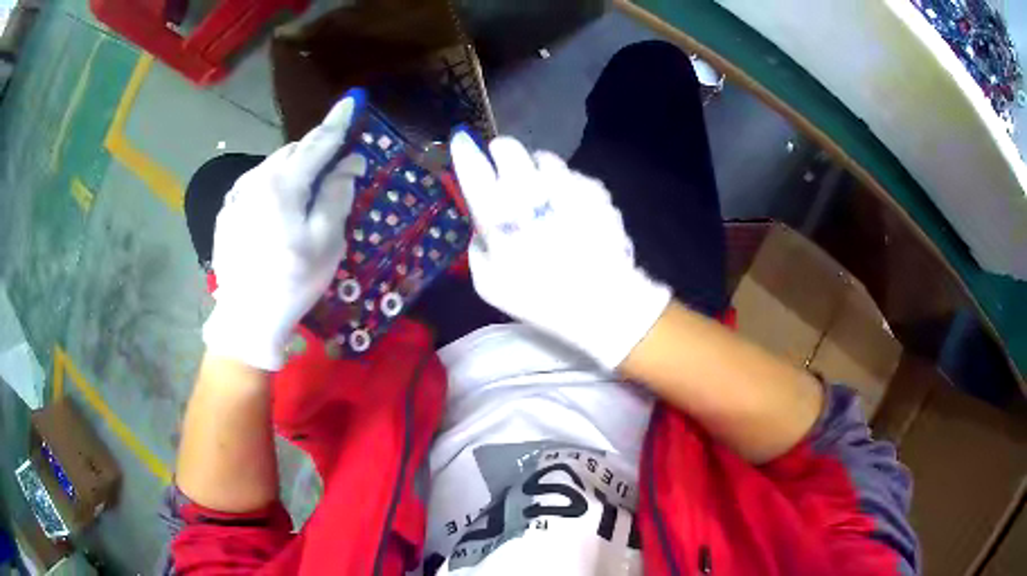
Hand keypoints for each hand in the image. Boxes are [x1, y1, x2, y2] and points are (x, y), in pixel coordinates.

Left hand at [203, 91, 367, 370]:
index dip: (338, 121)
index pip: (317, 142)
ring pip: (272, 166)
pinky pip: (255, 185)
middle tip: (332, 168)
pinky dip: (273, 185)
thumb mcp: (326, 241)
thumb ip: (338, 195)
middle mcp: (255, 179)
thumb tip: (349, 162)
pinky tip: (277, 211)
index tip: (353, 100)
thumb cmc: (292, 280)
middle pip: (292, 151)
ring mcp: (237, 196)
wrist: (246, 317)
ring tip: (304, 195)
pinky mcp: (228, 212)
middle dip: (315, 151)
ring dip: (293, 169)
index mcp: (283, 184)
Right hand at [450, 131, 670, 369]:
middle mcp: (528, 188)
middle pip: (507, 147)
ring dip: (538, 170)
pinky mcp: (594, 189)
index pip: (472, 164)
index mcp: (496, 211)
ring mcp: (565, 184)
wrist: (602, 302)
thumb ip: (479, 246)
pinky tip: (574, 211)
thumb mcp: (488, 283)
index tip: (465, 145)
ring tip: (546, 195)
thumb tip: (483, 226)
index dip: (466, 151)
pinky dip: (568, 188)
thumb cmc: (539, 298)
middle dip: (503, 154)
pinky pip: (574, 176)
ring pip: (544, 158)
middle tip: (506, 173)